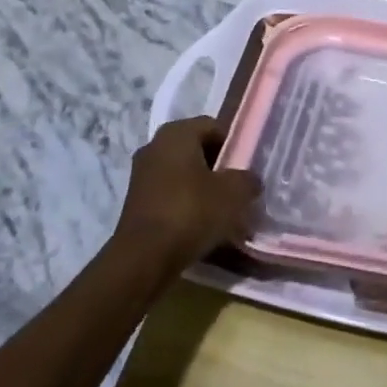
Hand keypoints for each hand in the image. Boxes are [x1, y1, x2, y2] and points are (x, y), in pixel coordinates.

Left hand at [112, 116, 261, 278]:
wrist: (144, 259)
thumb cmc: (191, 212)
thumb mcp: (234, 193)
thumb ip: (247, 179)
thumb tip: (249, 180)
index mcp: (176, 133)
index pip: (213, 127)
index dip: (234, 144)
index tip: (247, 167)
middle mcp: (154, 147)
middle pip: (197, 150)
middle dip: (219, 167)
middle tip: (238, 188)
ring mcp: (141, 175)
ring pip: (183, 174)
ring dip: (203, 188)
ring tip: (223, 210)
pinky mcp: (136, 203)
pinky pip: (170, 195)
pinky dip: (186, 205)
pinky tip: (202, 225)